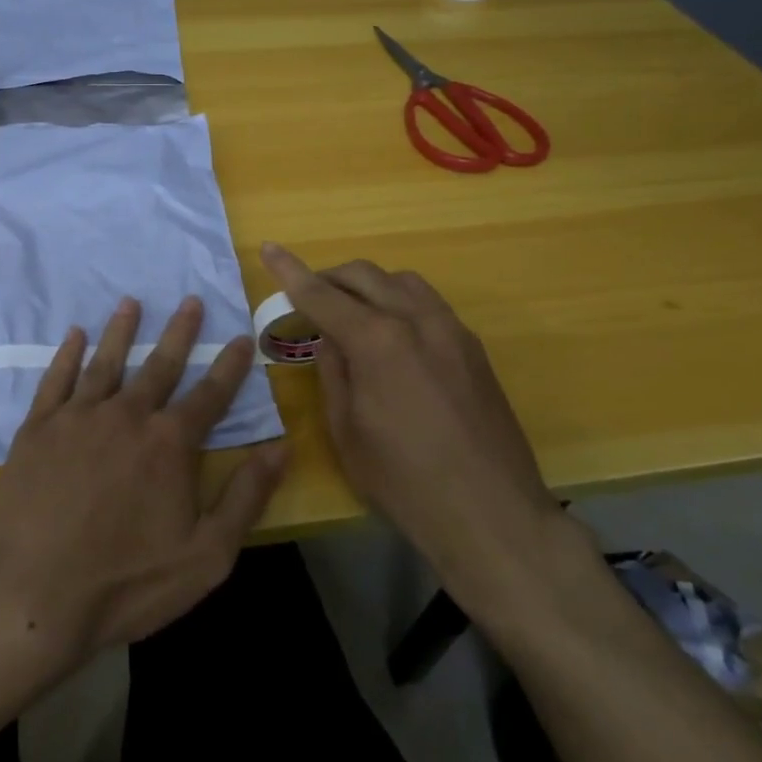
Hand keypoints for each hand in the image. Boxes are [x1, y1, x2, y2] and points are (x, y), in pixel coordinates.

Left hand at [0, 295, 287, 666]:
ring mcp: (78, 417)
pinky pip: (56, 379)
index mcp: (169, 443)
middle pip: (160, 365)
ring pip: (106, 361)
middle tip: (190, 300)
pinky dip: (67, 354)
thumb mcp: (205, 555)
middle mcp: (127, 415)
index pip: (210, 395)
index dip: (229, 366)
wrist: (31, 593)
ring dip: (122, 330)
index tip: (240, 338)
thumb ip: (246, 496)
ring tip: (131, 302)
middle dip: (180, 332)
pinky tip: (75, 335)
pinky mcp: (38, 428)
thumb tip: (283, 447)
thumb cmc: (126, 582)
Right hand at [259, 242, 575, 620]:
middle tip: (306, 298)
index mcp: (377, 341)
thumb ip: (333, 371)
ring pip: (401, 281)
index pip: (322, 294)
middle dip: (329, 277)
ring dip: (367, 286)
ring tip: (350, 314)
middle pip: (364, 275)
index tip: (270, 249)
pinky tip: (392, 336)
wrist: (492, 513)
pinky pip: (428, 303)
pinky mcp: (473, 347)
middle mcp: (416, 320)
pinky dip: (398, 302)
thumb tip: (329, 338)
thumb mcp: (346, 431)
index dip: (290, 271)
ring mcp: (451, 330)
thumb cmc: (404, 481)